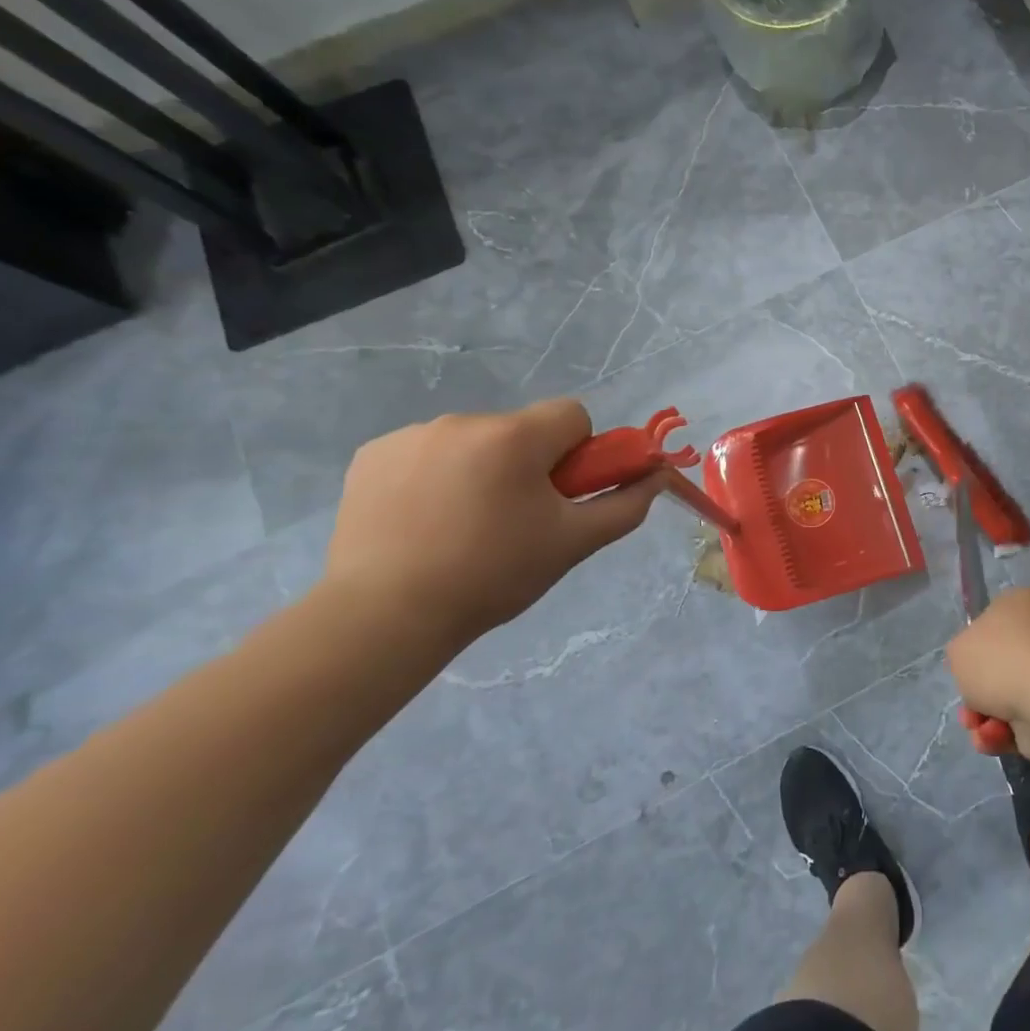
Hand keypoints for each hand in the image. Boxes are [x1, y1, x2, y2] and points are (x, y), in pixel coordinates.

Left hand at [322, 399, 662, 650]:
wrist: (384, 615)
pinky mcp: (371, 455)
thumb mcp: (573, 543)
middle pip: (522, 430)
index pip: (572, 415)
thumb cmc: (493, 575)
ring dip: (481, 469)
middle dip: (528, 464)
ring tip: (462, 526)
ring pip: (474, 441)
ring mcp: (411, 435)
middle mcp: (463, 421)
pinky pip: (426, 452)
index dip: (578, 452)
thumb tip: (658, 477)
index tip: (561, 494)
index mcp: (515, 437)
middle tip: (515, 520)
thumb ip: (625, 505)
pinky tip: (421, 520)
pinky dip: (434, 476)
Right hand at [946, 586, 1029, 762]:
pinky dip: (1000, 733)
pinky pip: (1017, 721)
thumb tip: (976, 669)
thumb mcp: (957, 649)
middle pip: (994, 665)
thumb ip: (960, 655)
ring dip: (983, 717)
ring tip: (978, 726)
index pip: (991, 618)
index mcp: (1019, 605)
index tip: (964, 661)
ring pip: (1003, 698)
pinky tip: (993, 737)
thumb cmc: (998, 661)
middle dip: (975, 692)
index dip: (972, 643)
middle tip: (968, 705)